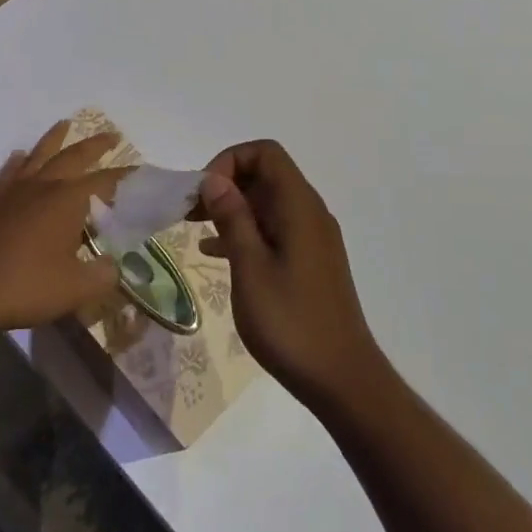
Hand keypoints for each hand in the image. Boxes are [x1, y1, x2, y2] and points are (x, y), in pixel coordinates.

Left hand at [0, 121, 127, 332]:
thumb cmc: (26, 285)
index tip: (140, 172)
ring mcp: (14, 191)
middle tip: (111, 135)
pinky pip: (10, 172)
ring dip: (55, 139)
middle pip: (73, 156)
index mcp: (68, 200)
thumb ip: (102, 275)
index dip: (125, 177)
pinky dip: (19, 161)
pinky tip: (20, 156)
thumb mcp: (76, 289)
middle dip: (95, 145)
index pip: (105, 182)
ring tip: (64, 125)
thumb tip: (113, 266)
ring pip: (39, 155)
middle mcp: (43, 186)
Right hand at [197, 141, 380, 406]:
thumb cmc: (291, 322)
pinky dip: (244, 231)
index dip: (229, 161)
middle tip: (189, 213)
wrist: (341, 379)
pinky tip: (215, 253)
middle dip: (224, 185)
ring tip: (193, 229)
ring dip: (230, 209)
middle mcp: (309, 213)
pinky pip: (272, 229)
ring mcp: (311, 238)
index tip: (203, 194)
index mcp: (298, 207)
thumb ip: (232, 218)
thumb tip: (214, 179)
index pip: (264, 153)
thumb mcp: (250, 267)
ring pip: (266, 203)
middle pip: (265, 175)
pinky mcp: (308, 261)